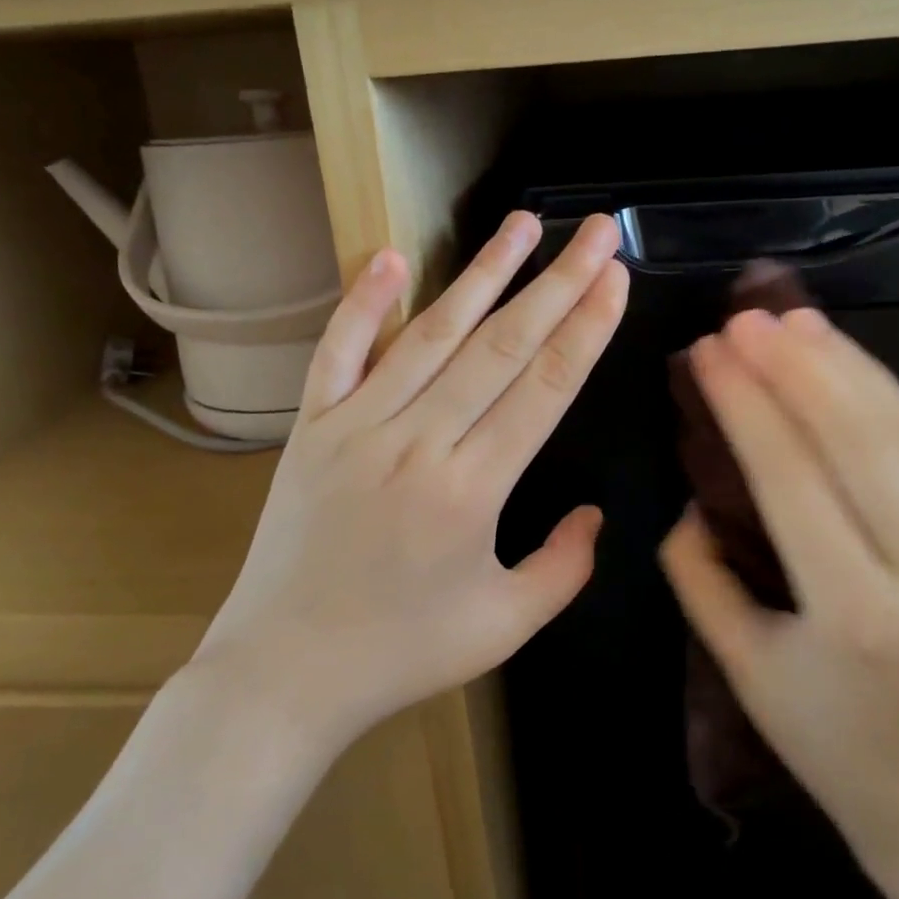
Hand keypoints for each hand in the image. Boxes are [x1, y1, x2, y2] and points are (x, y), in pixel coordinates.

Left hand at [190, 212, 627, 752]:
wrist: (283, 674)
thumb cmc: (401, 653)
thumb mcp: (504, 626)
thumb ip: (564, 567)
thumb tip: (594, 512)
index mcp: (473, 490)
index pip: (545, 388)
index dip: (586, 327)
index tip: (615, 277)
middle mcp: (418, 442)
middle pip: (502, 347)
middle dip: (557, 282)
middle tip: (594, 232)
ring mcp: (357, 426)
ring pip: (431, 334)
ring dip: (482, 274)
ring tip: (522, 224)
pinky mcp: (312, 427)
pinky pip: (339, 352)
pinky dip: (363, 303)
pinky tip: (393, 257)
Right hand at [660, 305, 898, 864]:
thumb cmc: (826, 740)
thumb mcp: (739, 664)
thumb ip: (698, 572)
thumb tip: (691, 495)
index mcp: (855, 614)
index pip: (794, 480)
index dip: (746, 406)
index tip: (706, 352)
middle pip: (859, 441)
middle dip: (796, 368)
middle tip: (744, 319)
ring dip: (844, 364)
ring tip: (791, 317)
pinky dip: (882, 390)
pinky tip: (843, 356)